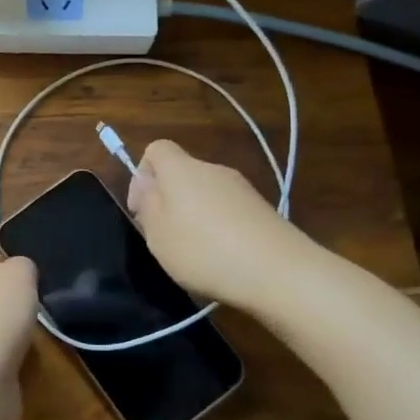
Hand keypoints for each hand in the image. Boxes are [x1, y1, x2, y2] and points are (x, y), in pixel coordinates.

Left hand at [0, 252, 39, 419]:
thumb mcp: (20, 272)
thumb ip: (23, 266)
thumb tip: (19, 275)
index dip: (12, 266)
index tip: (35, 280)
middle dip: (13, 301)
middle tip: (37, 307)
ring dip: (11, 331)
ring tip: (32, 335)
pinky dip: (8, 357)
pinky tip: (21, 360)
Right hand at [127, 139, 300, 311]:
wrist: (279, 271)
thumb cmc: (204, 250)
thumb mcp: (158, 234)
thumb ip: (148, 206)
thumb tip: (148, 185)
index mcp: (181, 169)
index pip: (156, 149)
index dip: (142, 174)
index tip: (140, 208)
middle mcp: (213, 169)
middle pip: (182, 173)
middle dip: (168, 200)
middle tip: (165, 237)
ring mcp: (242, 189)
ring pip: (206, 193)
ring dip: (194, 216)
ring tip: (195, 253)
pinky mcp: (262, 210)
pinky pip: (229, 211)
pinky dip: (220, 228)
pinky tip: (223, 258)